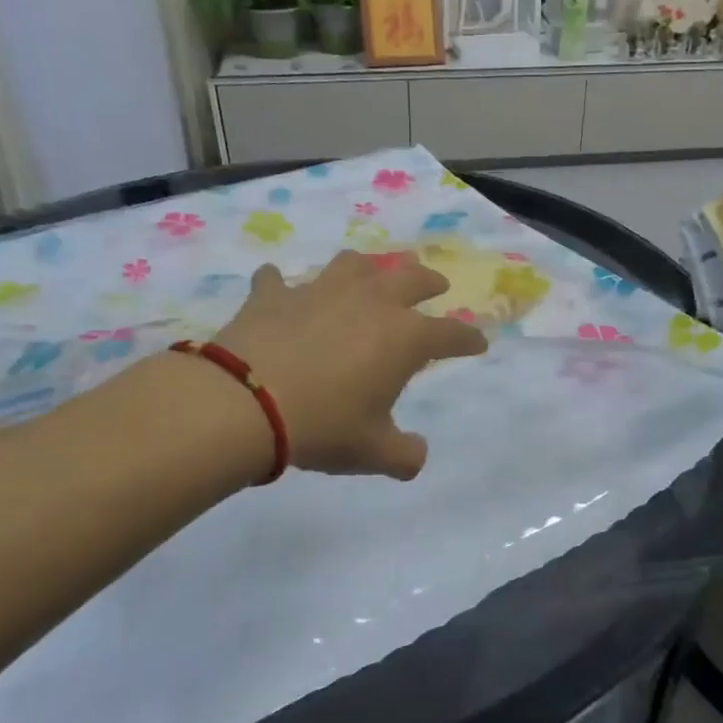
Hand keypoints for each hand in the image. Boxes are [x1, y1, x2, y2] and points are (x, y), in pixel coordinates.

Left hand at [212, 251, 488, 479]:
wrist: (244, 404)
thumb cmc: (323, 426)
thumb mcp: (373, 452)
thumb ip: (405, 455)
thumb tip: (416, 456)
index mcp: (403, 338)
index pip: (449, 333)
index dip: (467, 338)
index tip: (478, 343)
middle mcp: (369, 303)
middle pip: (410, 279)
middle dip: (428, 281)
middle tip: (436, 284)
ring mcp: (319, 292)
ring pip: (353, 265)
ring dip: (368, 268)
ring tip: (369, 273)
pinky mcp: (274, 295)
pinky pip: (279, 280)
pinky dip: (282, 284)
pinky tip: (278, 287)